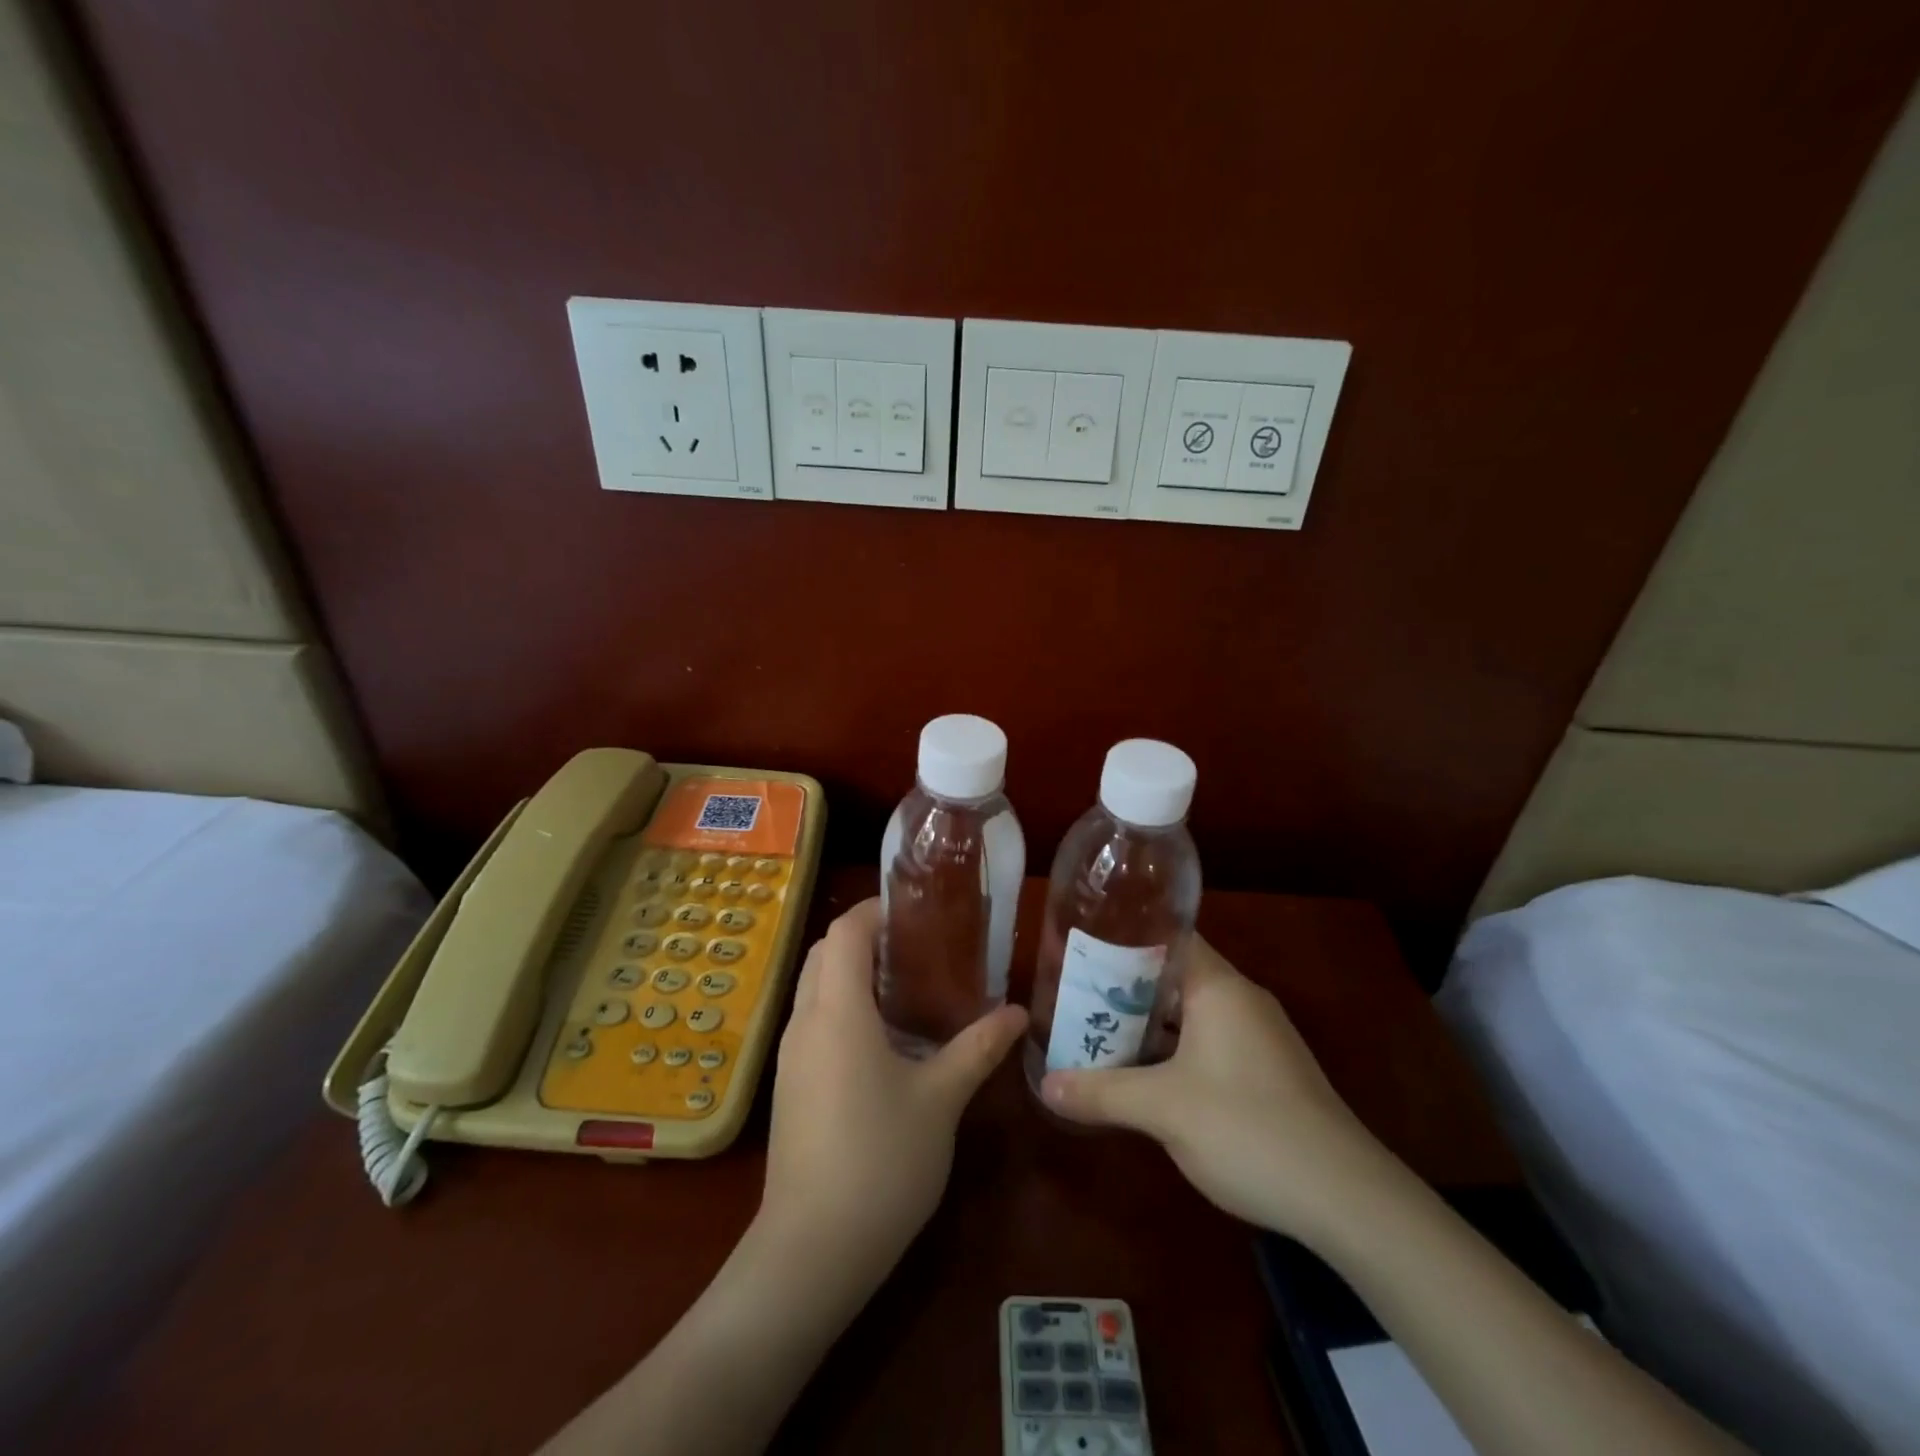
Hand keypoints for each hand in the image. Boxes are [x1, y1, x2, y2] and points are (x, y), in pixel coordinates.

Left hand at [761, 899, 1027, 1275]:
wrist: (812, 1251)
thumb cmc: (881, 1161)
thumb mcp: (941, 1100)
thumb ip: (978, 1049)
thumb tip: (1017, 1013)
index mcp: (838, 1011)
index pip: (844, 931)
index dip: (875, 910)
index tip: (916, 912)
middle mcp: (805, 1022)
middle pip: (823, 953)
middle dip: (865, 939)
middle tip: (918, 947)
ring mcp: (790, 1056)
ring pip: (815, 988)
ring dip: (852, 974)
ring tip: (908, 986)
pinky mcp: (789, 1086)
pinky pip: (813, 1022)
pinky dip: (843, 1008)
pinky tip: (884, 1040)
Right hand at [1040, 937, 1396, 1240]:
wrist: (1346, 1198)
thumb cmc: (1248, 1128)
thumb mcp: (1163, 1109)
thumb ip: (1101, 1092)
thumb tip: (1045, 1085)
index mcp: (1219, 987)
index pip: (1167, 936)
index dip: (1122, 936)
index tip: (1081, 945)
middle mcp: (1240, 1000)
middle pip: (1172, 975)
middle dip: (1124, 985)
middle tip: (1074, 992)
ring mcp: (1257, 1037)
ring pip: (1189, 1013)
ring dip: (1147, 1022)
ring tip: (1095, 1028)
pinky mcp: (1265, 1072)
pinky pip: (1207, 1042)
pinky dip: (1172, 1048)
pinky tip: (1142, 1071)